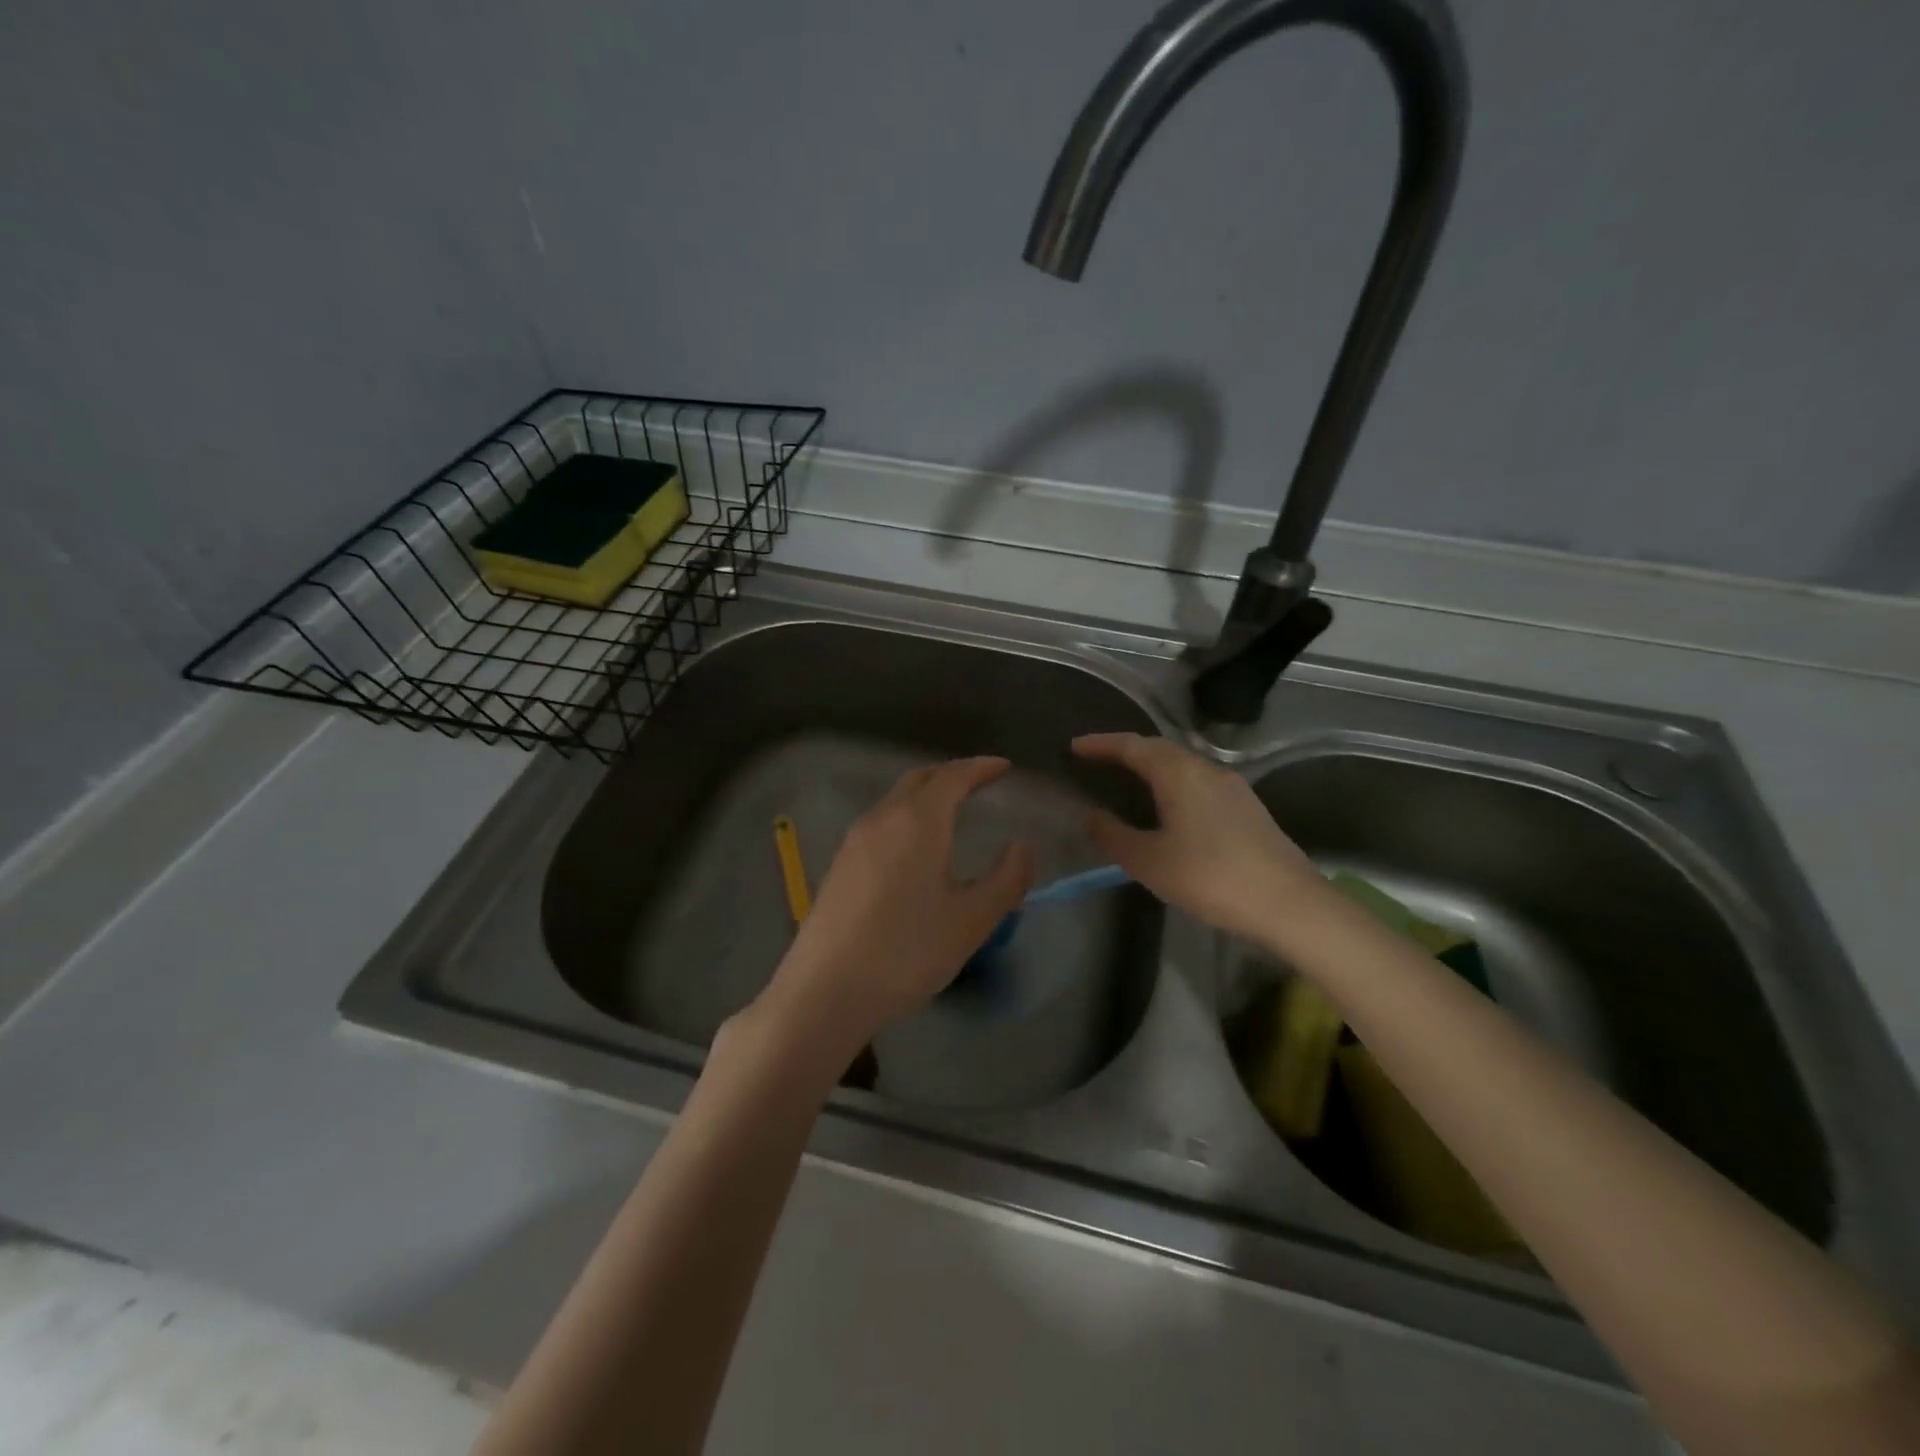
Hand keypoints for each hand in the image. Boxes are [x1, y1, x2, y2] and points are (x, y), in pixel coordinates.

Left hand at [760, 758, 1033, 1054]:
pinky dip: (906, 817)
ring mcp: (854, 840)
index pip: (953, 777)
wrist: (825, 990)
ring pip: (895, 800)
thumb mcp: (972, 921)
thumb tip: (1021, 846)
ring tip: (951, 812)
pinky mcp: (839, 865)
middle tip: (979, 782)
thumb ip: (1006, 879)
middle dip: (952, 774)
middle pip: (919, 779)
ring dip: (926, 795)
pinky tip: (915, 848)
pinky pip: (880, 822)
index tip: (1004, 767)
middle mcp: (882, 818)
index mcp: (918, 821)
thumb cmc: (907, 952)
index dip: (981, 768)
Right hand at [1072, 732, 1323, 944]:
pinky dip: (1173, 782)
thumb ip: (1113, 836)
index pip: (1132, 746)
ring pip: (1182, 764)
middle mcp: (1206, 769)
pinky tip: (1169, 806)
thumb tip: (1090, 816)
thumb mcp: (1150, 861)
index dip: (1101, 744)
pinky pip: (1198, 781)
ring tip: (1128, 780)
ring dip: (1152, 766)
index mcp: (1179, 773)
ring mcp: (1232, 787)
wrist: (1289, 904)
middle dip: (1126, 750)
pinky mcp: (1247, 807)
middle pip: (1159, 749)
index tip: (1075, 746)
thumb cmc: (1210, 877)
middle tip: (1097, 760)